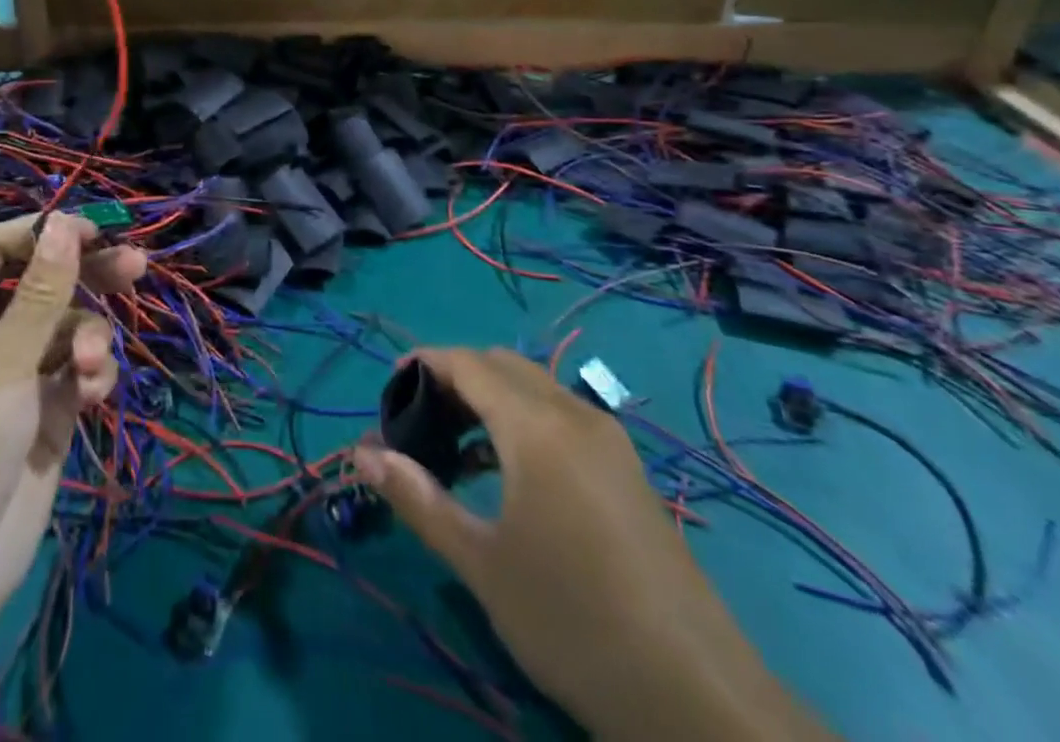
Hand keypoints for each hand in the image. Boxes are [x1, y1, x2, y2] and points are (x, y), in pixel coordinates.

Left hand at [0, 214, 145, 634]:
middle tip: (136, 265)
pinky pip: (76, 378)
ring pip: (67, 334)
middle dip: (87, 277)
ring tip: (89, 367)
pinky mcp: (45, 421)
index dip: (41, 236)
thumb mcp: (0, 363)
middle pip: (43, 289)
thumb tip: (66, 223)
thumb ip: (41, 293)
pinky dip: (90, 378)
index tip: (91, 231)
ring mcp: (17, 383)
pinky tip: (93, 393)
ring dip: (88, 340)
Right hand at [355, 349, 828, 741]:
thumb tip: (362, 454)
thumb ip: (417, 498)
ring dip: (490, 399)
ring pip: (535, 389)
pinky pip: (562, 417)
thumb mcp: (480, 562)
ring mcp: (609, 441)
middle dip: (455, 377)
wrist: (697, 697)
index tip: (388, 390)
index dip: (423, 364)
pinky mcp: (629, 471)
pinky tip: (507, 475)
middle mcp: (574, 414)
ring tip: (454, 450)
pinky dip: (523, 421)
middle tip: (419, 420)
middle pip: (502, 365)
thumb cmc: (571, 620)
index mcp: (536, 425)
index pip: (467, 363)